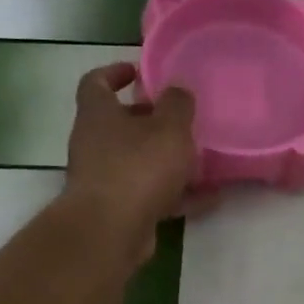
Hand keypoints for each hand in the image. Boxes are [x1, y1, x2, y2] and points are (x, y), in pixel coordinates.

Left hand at [64, 63, 196, 263]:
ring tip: (202, 160)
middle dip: (150, 121)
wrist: (110, 231)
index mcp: (98, 114)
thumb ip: (177, 104)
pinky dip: (177, 194)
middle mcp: (93, 143)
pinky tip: (210, 198)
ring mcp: (102, 179)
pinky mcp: (116, 209)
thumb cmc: (138, 167)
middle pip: (119, 124)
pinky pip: (150, 194)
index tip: (138, 72)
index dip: (114, 73)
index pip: (95, 82)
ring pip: (137, 161)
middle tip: (180, 119)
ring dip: (166, 160)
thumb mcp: (169, 128)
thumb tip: (177, 89)